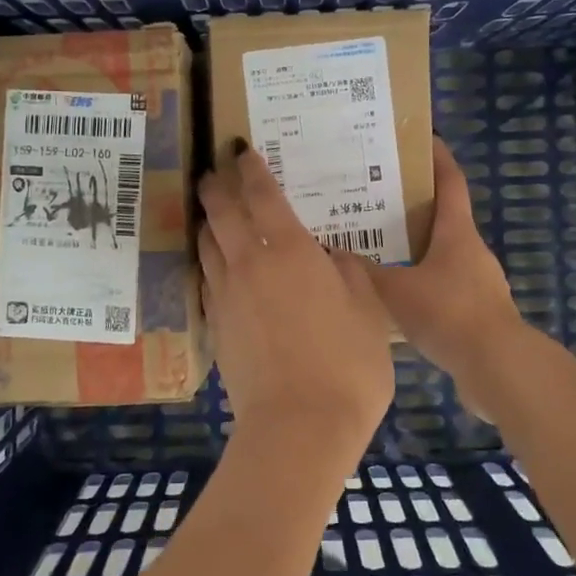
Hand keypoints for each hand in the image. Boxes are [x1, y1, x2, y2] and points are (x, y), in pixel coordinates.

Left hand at [197, 146, 394, 469]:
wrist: (298, 426)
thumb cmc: (347, 363)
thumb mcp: (368, 310)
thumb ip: (347, 272)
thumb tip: (331, 255)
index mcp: (290, 251)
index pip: (262, 195)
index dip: (250, 168)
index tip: (240, 149)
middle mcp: (250, 263)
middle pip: (222, 212)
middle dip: (216, 185)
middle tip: (213, 168)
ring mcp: (227, 295)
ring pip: (207, 243)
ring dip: (207, 220)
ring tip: (210, 209)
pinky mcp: (217, 325)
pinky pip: (207, 278)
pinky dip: (209, 259)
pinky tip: (215, 262)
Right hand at [360, 138, 524, 390]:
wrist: (495, 366)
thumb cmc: (447, 313)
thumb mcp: (395, 290)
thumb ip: (364, 272)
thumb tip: (333, 253)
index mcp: (457, 232)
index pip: (450, 182)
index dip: (438, 158)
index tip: (421, 139)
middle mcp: (471, 250)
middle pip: (444, 216)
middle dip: (414, 204)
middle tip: (376, 198)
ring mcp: (479, 281)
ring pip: (442, 252)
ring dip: (416, 246)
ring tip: (379, 247)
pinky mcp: (477, 311)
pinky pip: (444, 284)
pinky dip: (422, 280)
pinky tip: (396, 295)